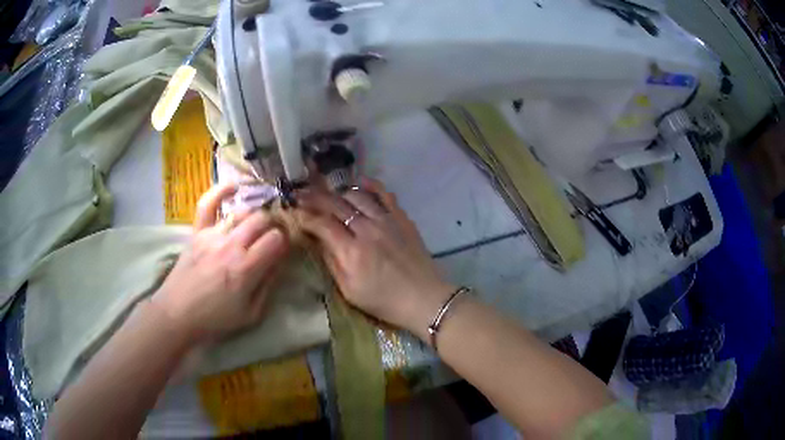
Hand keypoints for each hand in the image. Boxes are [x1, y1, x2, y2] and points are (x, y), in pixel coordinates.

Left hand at [152, 184, 289, 343]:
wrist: (178, 313)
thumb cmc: (215, 319)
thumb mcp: (251, 314)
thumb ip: (268, 286)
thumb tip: (280, 262)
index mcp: (246, 268)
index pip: (276, 239)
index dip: (285, 241)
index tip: (285, 249)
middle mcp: (231, 245)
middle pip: (261, 220)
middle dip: (273, 225)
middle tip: (272, 236)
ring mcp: (212, 235)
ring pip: (242, 212)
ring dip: (254, 216)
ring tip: (256, 225)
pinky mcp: (197, 232)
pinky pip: (207, 204)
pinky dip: (221, 191)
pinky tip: (234, 186)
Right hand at [298, 178, 453, 340]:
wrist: (424, 298)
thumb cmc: (384, 301)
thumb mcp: (350, 291)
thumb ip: (332, 262)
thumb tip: (317, 240)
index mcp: (352, 251)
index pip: (321, 224)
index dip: (305, 216)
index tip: (294, 212)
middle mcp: (367, 229)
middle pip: (335, 205)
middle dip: (314, 198)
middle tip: (301, 195)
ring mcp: (386, 220)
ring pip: (356, 195)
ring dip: (338, 192)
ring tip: (328, 194)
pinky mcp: (401, 218)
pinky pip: (384, 194)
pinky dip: (370, 185)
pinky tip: (359, 182)